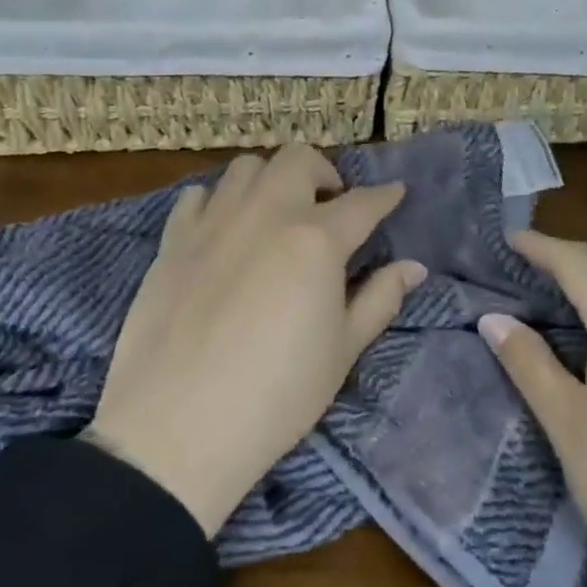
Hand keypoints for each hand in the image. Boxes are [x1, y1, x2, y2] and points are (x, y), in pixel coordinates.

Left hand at [88, 143, 424, 538]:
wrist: (176, 428)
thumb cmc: (276, 395)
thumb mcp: (342, 351)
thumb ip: (379, 299)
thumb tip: (413, 267)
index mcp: (316, 239)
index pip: (362, 203)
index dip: (384, 196)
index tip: (395, 192)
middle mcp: (266, 213)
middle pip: (299, 159)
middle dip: (324, 171)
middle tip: (330, 205)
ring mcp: (214, 221)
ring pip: (246, 167)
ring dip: (271, 179)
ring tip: (277, 212)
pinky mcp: (173, 240)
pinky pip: (198, 196)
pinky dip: (219, 201)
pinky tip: (224, 230)